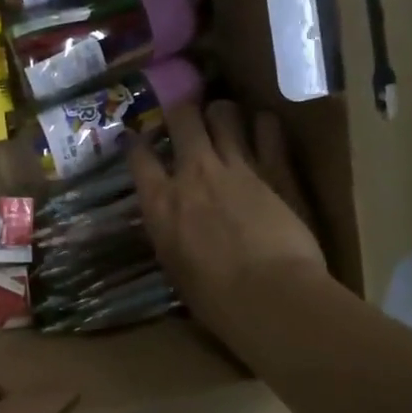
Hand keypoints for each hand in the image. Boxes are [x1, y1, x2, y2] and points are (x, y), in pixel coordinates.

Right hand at [129, 100, 329, 353]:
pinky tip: (264, 130)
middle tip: (186, 119)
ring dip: (222, 112)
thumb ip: (171, 234)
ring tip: (225, 119)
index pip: (138, 156)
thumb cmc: (215, 300)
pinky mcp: (276, 168)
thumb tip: (173, 225)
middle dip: (181, 112)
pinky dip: (264, 124)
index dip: (135, 142)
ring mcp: (236, 166)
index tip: (136, 138)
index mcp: (160, 202)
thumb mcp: (174, 266)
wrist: (269, 296)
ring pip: (224, 113)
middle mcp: (193, 173)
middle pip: (182, 117)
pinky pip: (268, 127)